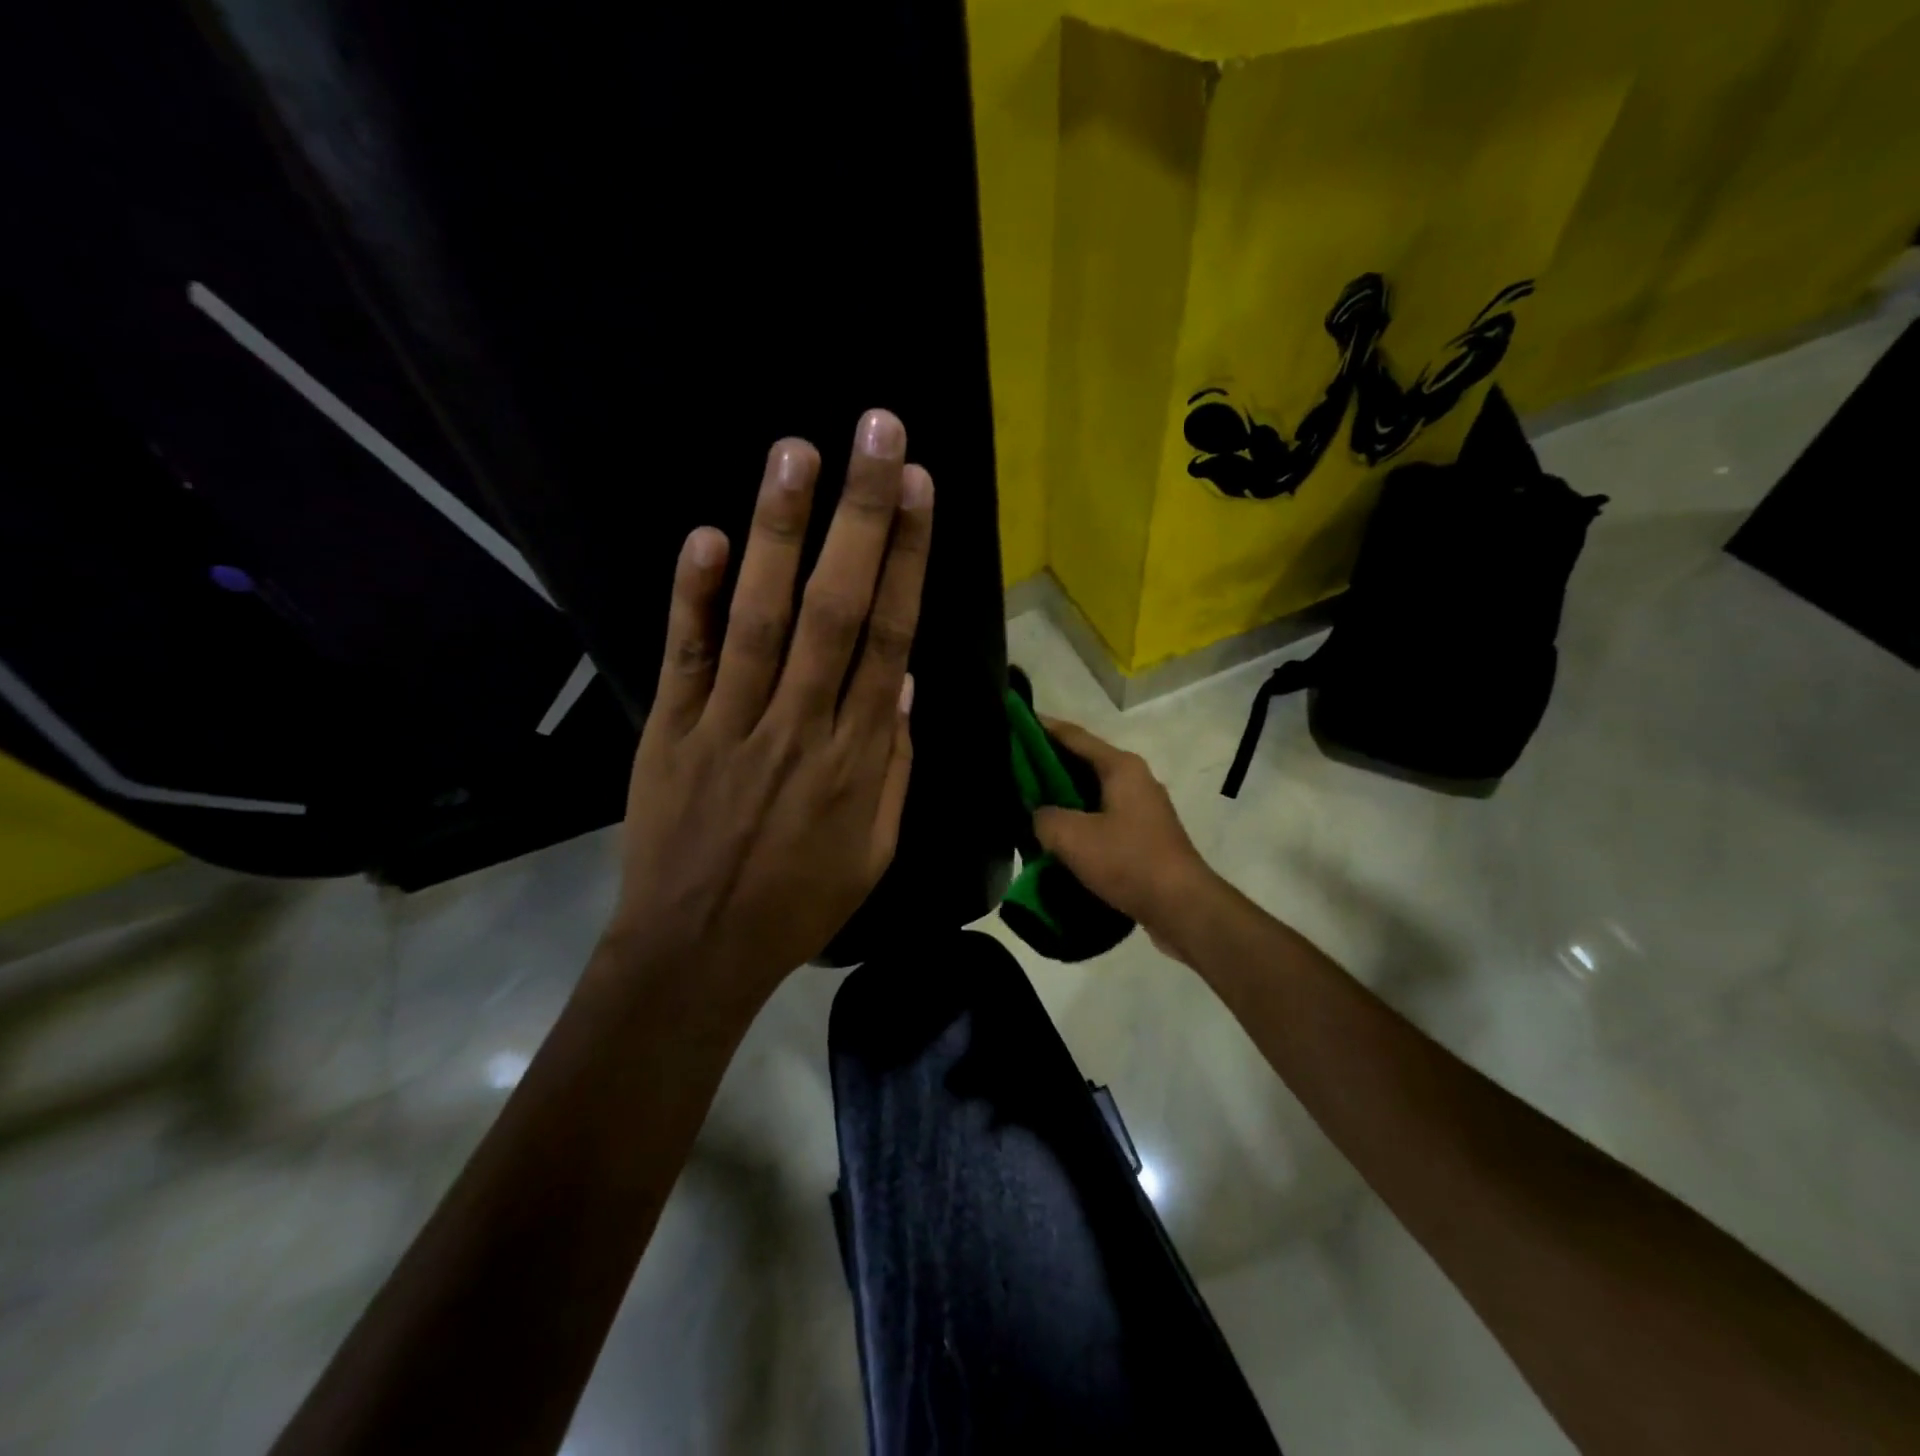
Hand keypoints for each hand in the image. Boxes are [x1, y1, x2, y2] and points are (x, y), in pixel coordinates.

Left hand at [603, 409, 932, 1005]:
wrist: (697, 950)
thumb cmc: (799, 900)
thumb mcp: (874, 848)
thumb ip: (892, 764)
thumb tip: (901, 682)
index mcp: (856, 757)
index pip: (889, 638)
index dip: (905, 560)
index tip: (917, 491)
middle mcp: (799, 725)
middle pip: (835, 608)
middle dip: (859, 517)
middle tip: (875, 434)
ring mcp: (729, 724)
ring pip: (761, 617)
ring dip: (780, 531)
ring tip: (797, 452)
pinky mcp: (670, 731)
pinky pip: (685, 656)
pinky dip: (694, 596)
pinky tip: (708, 536)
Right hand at [1033, 719, 1217, 952]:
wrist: (1182, 907)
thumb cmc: (1128, 861)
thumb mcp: (1072, 837)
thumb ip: (1044, 818)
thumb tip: (1039, 816)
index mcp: (1120, 767)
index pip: (1073, 735)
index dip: (1040, 728)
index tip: (1012, 722)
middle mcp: (1134, 779)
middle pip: (1082, 762)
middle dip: (1046, 764)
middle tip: (1010, 768)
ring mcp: (1141, 809)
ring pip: (1090, 792)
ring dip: (1061, 796)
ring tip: (1025, 802)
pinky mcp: (1142, 836)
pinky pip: (1100, 817)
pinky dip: (1077, 820)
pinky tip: (1054, 836)